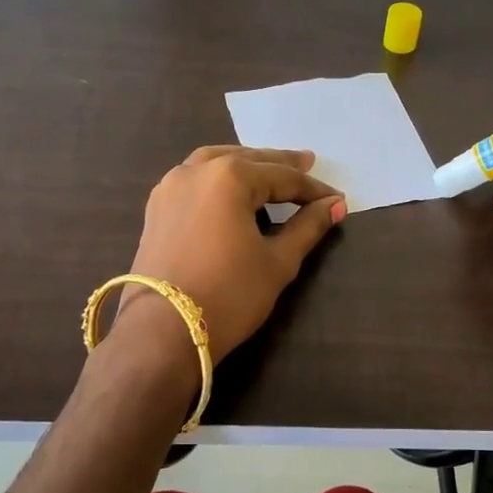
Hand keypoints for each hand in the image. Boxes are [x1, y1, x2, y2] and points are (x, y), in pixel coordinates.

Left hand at [122, 146, 345, 362]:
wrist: (163, 331)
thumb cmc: (229, 295)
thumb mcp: (278, 262)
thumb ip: (308, 228)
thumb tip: (335, 205)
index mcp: (229, 176)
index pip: (282, 177)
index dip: (313, 190)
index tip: (337, 200)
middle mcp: (196, 171)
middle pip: (247, 161)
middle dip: (278, 165)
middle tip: (307, 163)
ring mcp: (170, 188)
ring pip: (214, 164)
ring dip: (244, 165)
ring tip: (267, 172)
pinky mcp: (156, 210)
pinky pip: (193, 181)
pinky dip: (217, 180)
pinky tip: (228, 194)